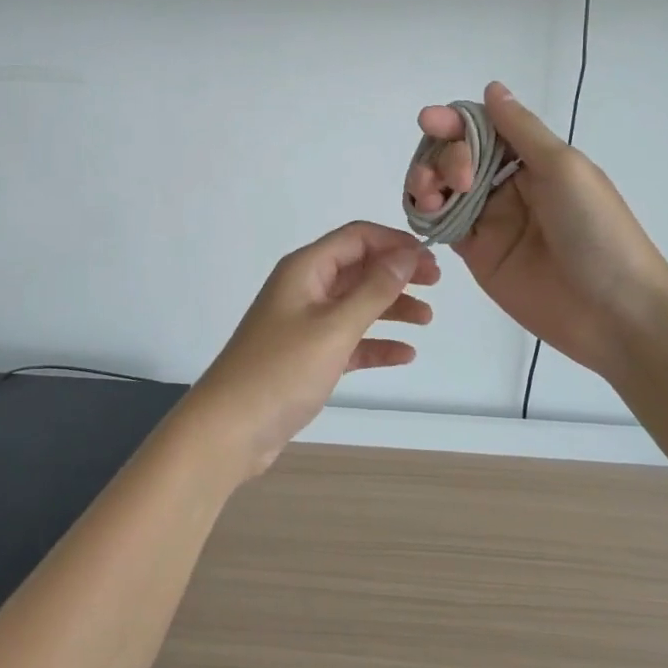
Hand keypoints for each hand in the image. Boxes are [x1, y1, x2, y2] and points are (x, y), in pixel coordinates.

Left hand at [187, 222, 439, 477]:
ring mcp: (304, 323)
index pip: (356, 238)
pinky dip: (375, 343)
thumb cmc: (282, 370)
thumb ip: (373, 290)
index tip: (431, 259)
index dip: (394, 242)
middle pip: (358, 268)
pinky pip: (349, 340)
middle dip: (397, 272)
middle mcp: (304, 289)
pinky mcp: (307, 356)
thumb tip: (406, 253)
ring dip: (391, 307)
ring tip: (427, 320)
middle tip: (437, 284)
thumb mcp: (334, 327)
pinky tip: (404, 354)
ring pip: (356, 304)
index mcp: (305, 270)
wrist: (230, 429)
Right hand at [404, 82, 667, 378]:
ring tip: (428, 195)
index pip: (483, 129)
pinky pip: (442, 224)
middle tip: (456, 177)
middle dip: (443, 156)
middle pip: (456, 156)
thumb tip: (492, 88)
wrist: (614, 311)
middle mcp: (507, 185)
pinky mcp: (476, 253)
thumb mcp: (564, 169)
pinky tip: (424, 212)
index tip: (430, 121)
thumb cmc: (597, 231)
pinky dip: (426, 213)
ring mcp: (489, 220)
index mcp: (533, 160)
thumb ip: (520, 130)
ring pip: (442, 188)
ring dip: (426, 181)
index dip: (455, 122)